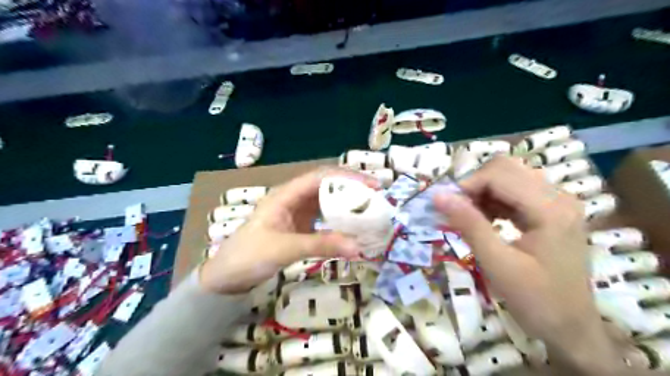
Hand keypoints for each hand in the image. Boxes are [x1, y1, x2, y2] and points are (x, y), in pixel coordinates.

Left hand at [201, 168, 374, 294]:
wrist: (227, 277)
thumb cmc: (249, 256)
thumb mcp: (285, 248)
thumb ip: (321, 245)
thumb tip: (358, 247)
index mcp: (285, 195)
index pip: (320, 177)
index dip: (347, 177)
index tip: (372, 185)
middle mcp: (293, 199)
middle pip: (326, 186)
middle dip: (351, 188)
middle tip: (377, 197)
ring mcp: (296, 213)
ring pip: (326, 201)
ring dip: (346, 204)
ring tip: (369, 210)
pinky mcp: (299, 227)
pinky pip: (324, 218)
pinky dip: (339, 220)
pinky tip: (351, 227)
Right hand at [435, 156, 622, 372]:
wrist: (571, 328)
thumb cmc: (536, 300)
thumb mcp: (497, 263)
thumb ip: (468, 224)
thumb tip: (438, 195)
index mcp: (550, 208)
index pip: (499, 174)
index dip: (466, 185)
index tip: (445, 207)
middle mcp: (558, 196)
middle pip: (505, 169)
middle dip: (474, 186)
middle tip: (457, 211)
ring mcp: (557, 202)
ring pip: (509, 177)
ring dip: (482, 192)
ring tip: (468, 217)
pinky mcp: (552, 210)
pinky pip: (515, 191)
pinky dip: (493, 200)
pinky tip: (484, 219)